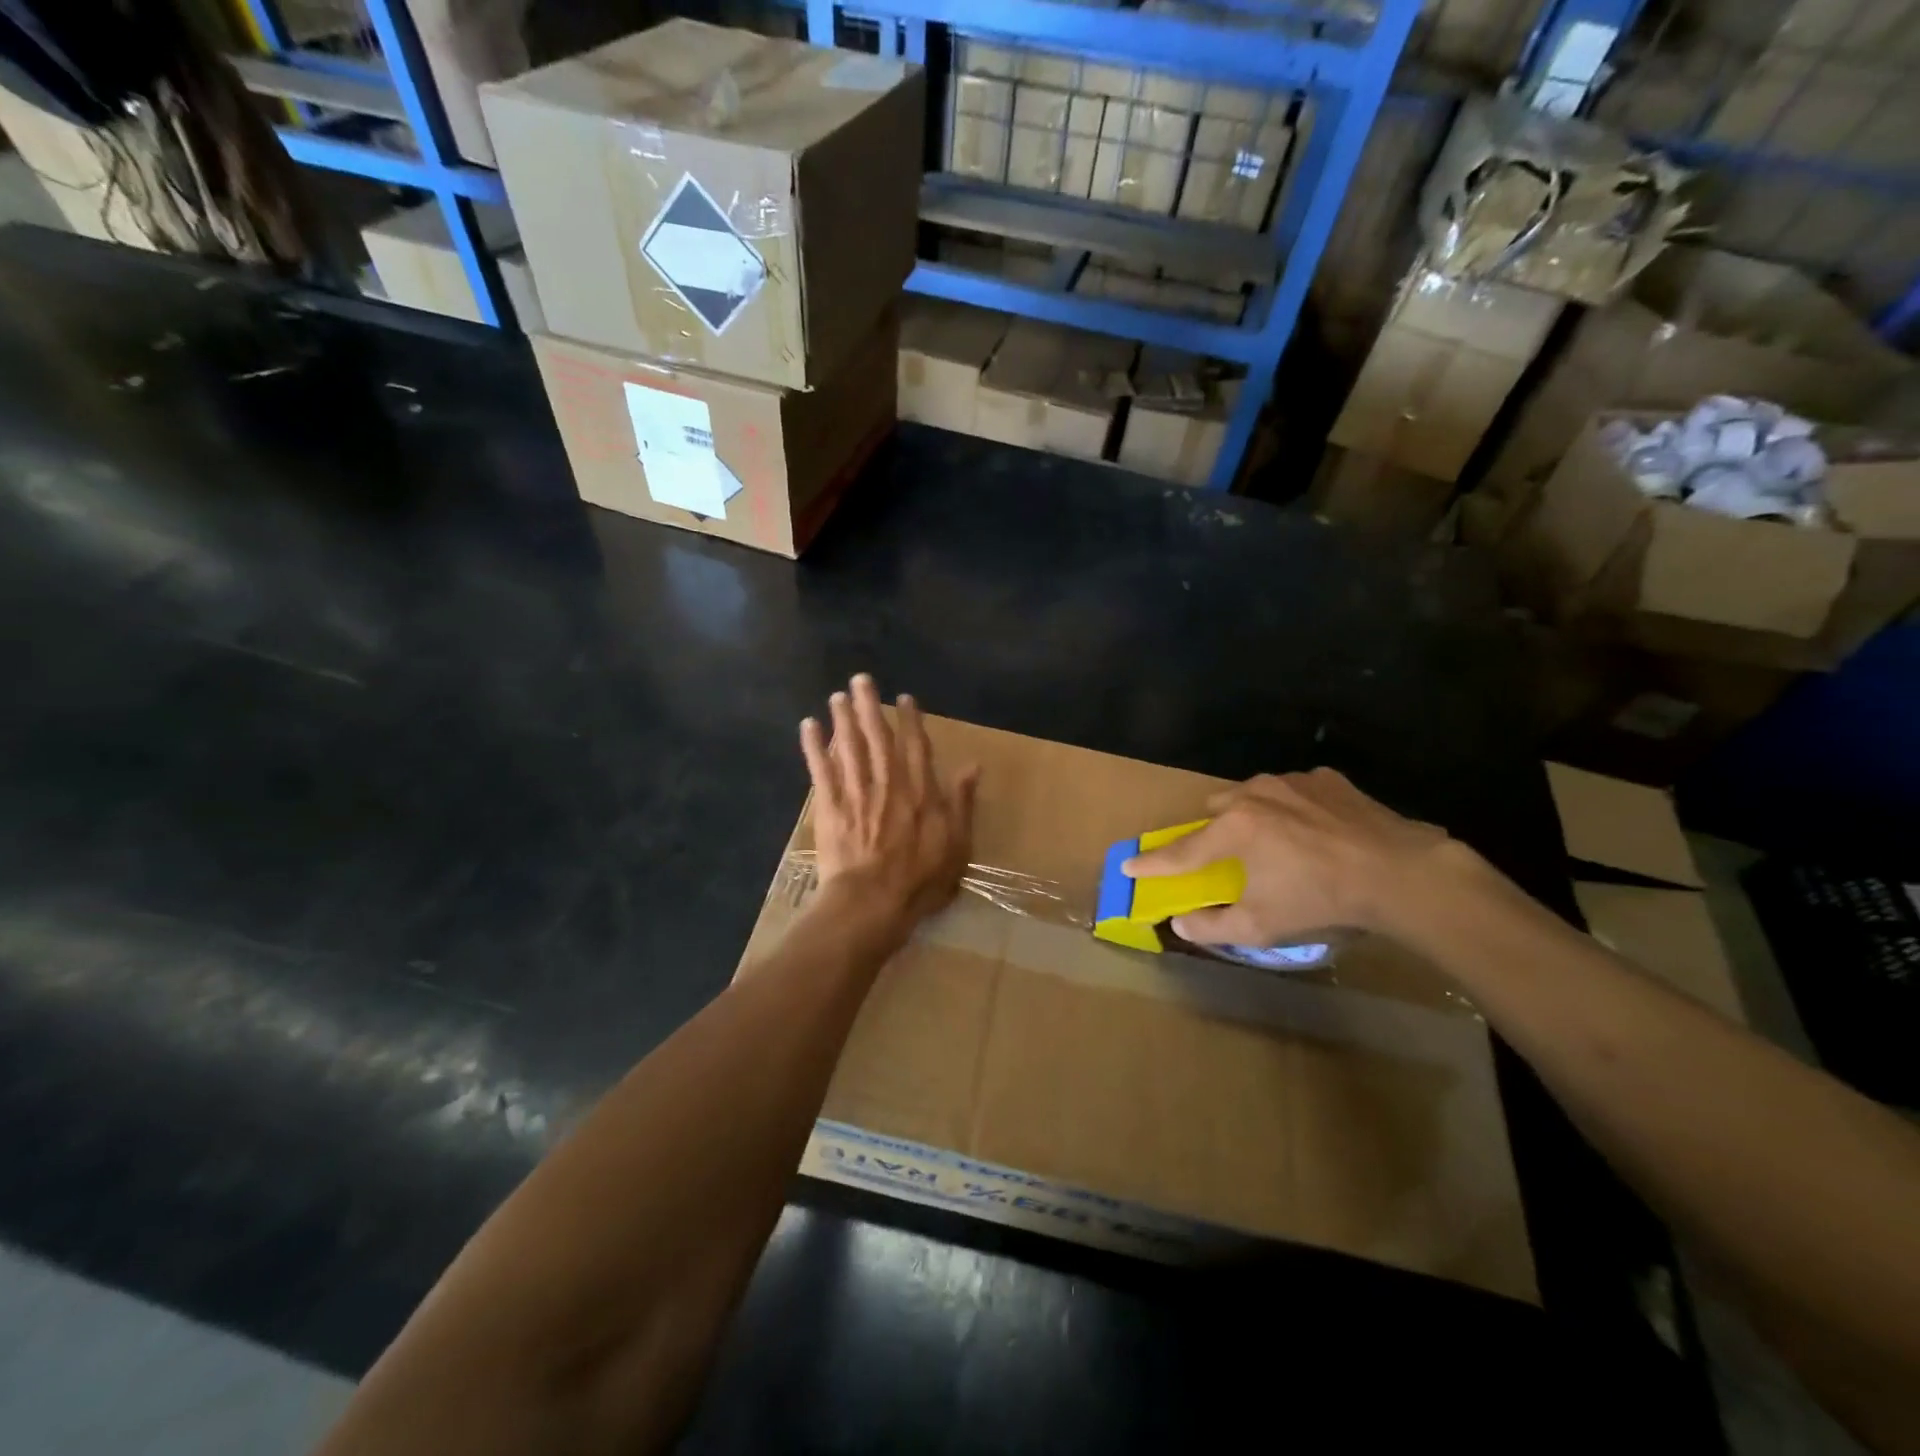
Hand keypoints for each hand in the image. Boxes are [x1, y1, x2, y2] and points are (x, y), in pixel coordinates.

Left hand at [799, 674, 979, 929]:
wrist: (873, 902)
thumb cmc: (920, 880)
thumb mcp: (957, 845)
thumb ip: (962, 803)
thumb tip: (973, 766)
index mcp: (921, 791)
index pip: (916, 746)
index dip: (911, 720)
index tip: (905, 698)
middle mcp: (888, 782)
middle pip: (878, 736)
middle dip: (869, 706)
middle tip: (861, 679)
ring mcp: (857, 792)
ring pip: (849, 746)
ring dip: (843, 718)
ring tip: (837, 695)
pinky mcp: (830, 806)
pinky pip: (821, 769)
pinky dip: (813, 746)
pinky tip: (808, 726)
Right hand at [1122, 769, 1455, 945]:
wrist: (1401, 874)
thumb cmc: (1322, 900)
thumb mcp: (1263, 926)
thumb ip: (1214, 926)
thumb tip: (1180, 923)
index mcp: (1233, 829)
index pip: (1180, 851)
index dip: (1151, 863)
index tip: (1127, 865)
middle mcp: (1254, 794)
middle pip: (1215, 810)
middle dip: (1213, 831)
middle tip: (1228, 857)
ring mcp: (1292, 781)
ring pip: (1253, 794)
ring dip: (1252, 816)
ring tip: (1278, 843)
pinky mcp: (1326, 779)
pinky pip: (1294, 790)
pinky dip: (1293, 809)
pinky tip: (1316, 832)